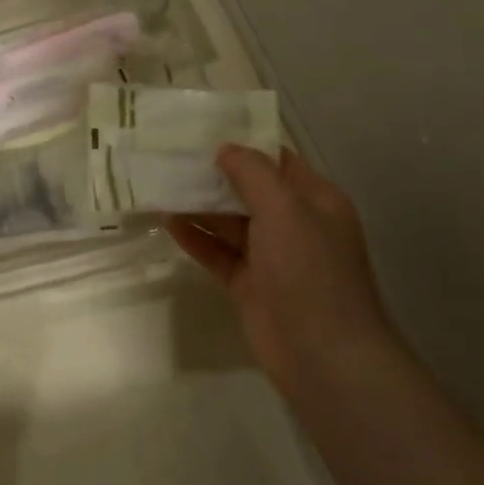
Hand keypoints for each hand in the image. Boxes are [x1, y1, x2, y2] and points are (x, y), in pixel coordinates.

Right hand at [169, 146, 397, 403]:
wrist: (324, 356)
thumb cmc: (310, 271)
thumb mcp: (284, 209)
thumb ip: (252, 173)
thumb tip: (225, 149)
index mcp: (314, 200)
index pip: (276, 159)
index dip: (242, 142)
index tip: (201, 128)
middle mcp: (294, 223)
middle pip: (247, 189)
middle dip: (212, 173)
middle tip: (169, 154)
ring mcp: (271, 256)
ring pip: (229, 221)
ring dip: (198, 205)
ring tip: (159, 184)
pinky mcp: (249, 284)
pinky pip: (218, 252)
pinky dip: (196, 238)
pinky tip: (168, 223)